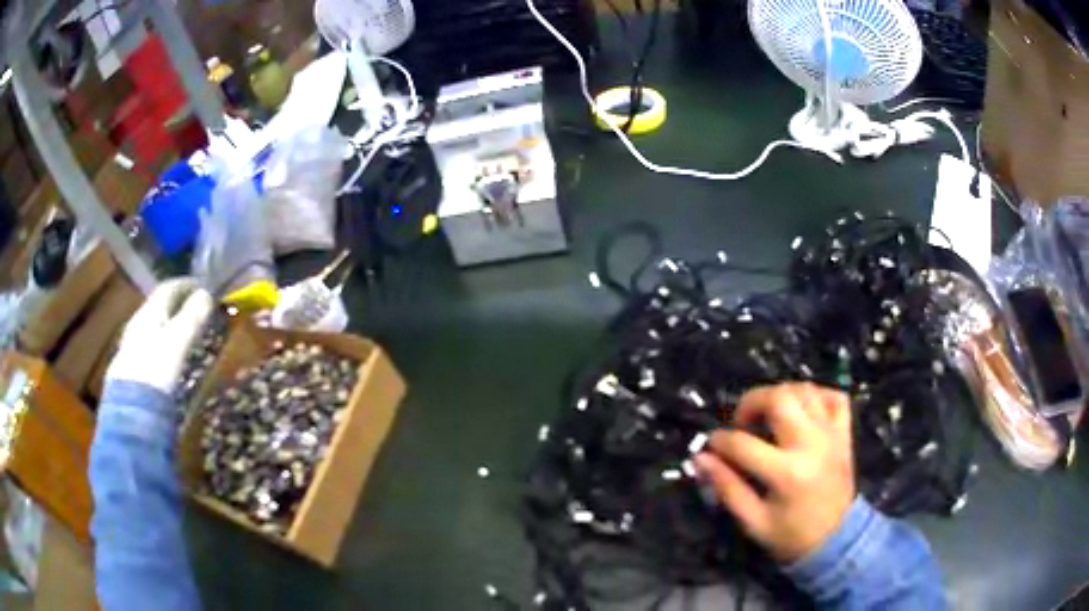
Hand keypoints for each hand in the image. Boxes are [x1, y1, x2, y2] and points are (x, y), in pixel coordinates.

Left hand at [106, 279, 213, 394]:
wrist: (132, 408)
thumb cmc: (156, 368)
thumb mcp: (178, 340)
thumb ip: (192, 317)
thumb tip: (207, 294)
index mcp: (149, 311)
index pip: (168, 288)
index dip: (186, 284)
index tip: (203, 287)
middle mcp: (138, 322)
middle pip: (159, 306)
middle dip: (178, 303)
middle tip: (197, 308)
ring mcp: (133, 344)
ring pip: (154, 325)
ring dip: (170, 323)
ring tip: (186, 332)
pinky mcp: (133, 366)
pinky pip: (151, 343)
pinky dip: (163, 341)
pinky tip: (169, 354)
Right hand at [694, 383, 853, 562]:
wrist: (837, 539)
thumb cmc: (791, 535)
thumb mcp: (753, 521)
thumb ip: (727, 488)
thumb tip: (701, 459)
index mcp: (786, 473)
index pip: (743, 443)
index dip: (719, 441)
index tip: (711, 446)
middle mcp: (811, 444)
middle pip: (779, 398)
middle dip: (751, 401)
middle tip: (742, 421)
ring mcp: (831, 434)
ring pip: (804, 390)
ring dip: (780, 395)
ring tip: (768, 415)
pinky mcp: (844, 433)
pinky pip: (834, 396)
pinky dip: (816, 395)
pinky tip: (802, 409)